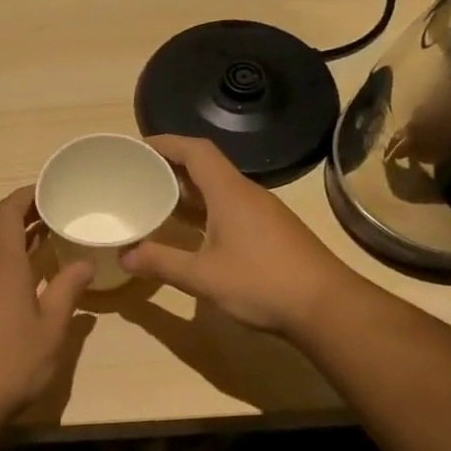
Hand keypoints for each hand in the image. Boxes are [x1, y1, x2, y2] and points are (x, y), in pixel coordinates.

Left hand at [0, 188, 93, 424]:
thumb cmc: (11, 362)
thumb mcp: (51, 328)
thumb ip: (68, 290)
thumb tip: (84, 262)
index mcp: (0, 263)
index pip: (7, 212)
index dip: (25, 195)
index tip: (48, 189)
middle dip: (19, 213)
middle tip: (50, 212)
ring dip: (9, 237)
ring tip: (41, 240)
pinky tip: (19, 280)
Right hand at [119, 135, 349, 334]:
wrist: (327, 307)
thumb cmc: (262, 283)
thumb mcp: (203, 276)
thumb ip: (161, 263)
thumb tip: (124, 256)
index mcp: (230, 193)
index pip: (196, 151)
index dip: (167, 143)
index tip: (138, 147)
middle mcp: (247, 194)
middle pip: (207, 167)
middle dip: (172, 167)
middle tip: (139, 175)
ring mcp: (263, 213)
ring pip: (219, 189)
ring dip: (189, 190)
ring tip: (157, 200)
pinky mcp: (272, 232)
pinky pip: (230, 208)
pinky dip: (205, 210)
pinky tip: (192, 231)